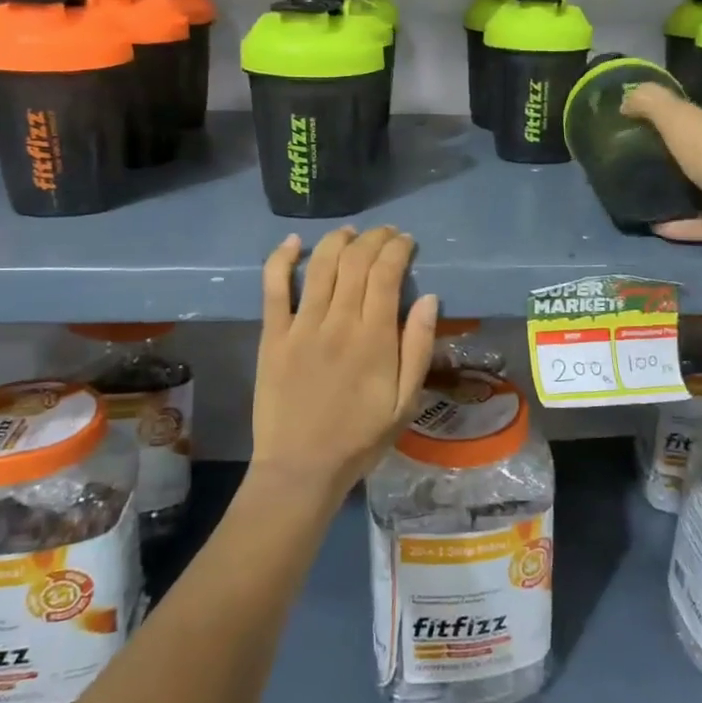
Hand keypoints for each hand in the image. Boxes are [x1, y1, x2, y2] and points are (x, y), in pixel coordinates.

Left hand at [253, 226, 438, 501]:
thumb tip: (429, 298)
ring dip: (337, 241)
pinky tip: (293, 242)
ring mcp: (301, 327)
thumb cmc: (360, 439)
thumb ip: (418, 348)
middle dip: (374, 238)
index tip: (406, 242)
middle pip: (356, 262)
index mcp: (374, 338)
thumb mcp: (406, 402)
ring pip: (320, 266)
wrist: (301, 470)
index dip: (398, 249)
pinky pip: (274, 288)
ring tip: (351, 233)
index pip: (387, 274)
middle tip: (385, 234)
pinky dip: (282, 259)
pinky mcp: (272, 336)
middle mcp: (338, 322)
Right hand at [622, 84, 701, 312]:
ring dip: (681, 193)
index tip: (651, 131)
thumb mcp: (680, 118)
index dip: (681, 122)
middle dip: (680, 158)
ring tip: (647, 195)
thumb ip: (652, 103)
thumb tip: (626, 98)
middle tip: (644, 164)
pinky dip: (681, 224)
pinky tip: (657, 226)